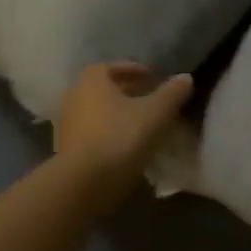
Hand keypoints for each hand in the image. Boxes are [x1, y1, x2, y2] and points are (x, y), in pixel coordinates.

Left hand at [53, 63, 193, 198]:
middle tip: (150, 99)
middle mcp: (73, 98)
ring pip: (97, 112)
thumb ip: (172, 92)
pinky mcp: (65, 150)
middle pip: (102, 90)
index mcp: (92, 82)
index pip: (111, 67)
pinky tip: (128, 145)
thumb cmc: (121, 136)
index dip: (133, 70)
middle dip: (126, 92)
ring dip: (117, 114)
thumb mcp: (156, 112)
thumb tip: (185, 78)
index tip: (153, 78)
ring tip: (142, 123)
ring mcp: (66, 126)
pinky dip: (109, 133)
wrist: (84, 182)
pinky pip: (92, 133)